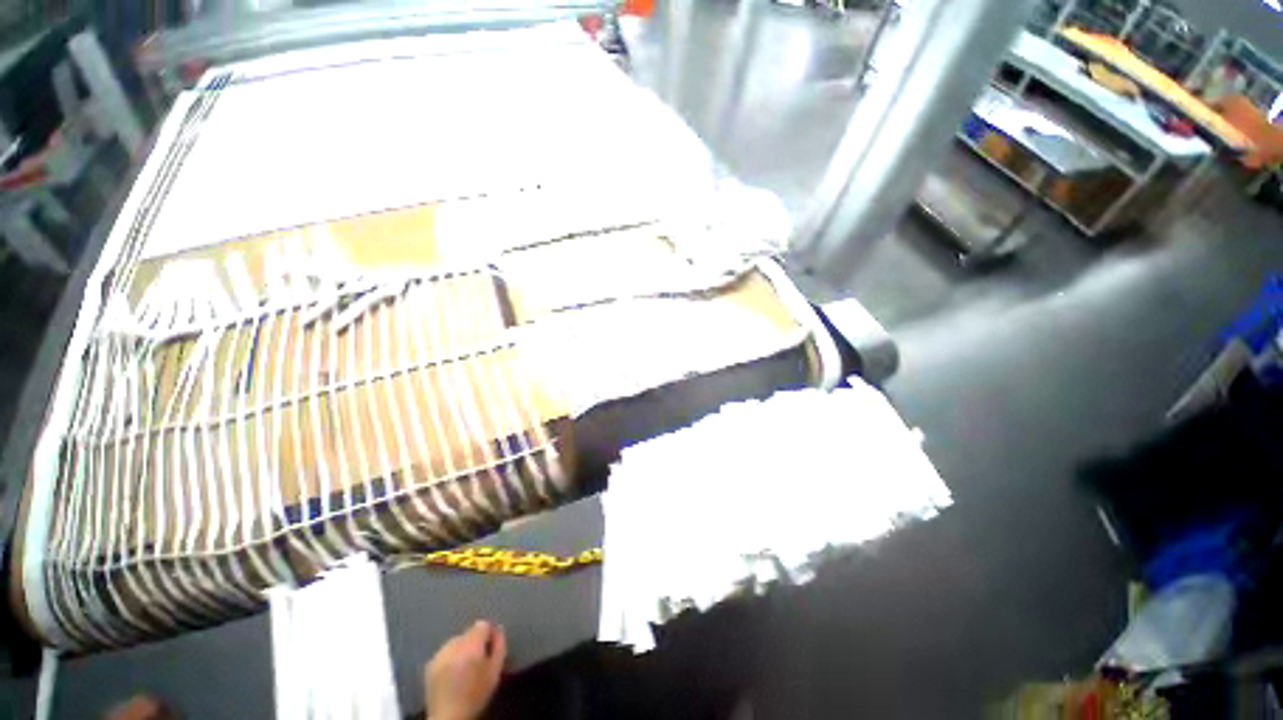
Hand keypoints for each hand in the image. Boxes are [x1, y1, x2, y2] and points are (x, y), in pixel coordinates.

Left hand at [425, 621, 506, 719]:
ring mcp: (439, 654)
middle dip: (475, 641)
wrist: (449, 717)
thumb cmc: (476, 694)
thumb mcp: (495, 670)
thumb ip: (499, 646)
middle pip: (468, 632)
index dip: (489, 633)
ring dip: (462, 649)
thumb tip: (498, 630)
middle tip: (478, 658)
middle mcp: (453, 646)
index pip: (482, 625)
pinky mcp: (429, 664)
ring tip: (465, 666)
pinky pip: (444, 652)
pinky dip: (450, 657)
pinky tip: (453, 672)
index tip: (491, 644)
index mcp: (471, 645)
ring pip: (456, 641)